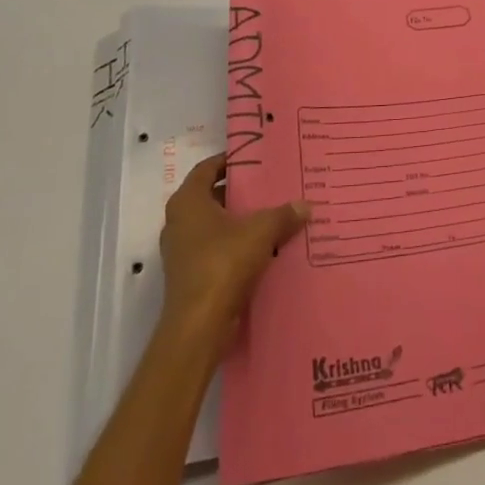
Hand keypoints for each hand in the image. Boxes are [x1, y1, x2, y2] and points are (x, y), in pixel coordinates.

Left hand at [160, 154, 308, 347]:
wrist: (199, 326)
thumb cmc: (223, 264)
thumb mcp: (261, 231)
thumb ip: (284, 214)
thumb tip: (305, 205)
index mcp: (188, 202)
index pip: (207, 168)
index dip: (230, 160)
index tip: (256, 158)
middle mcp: (179, 222)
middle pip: (213, 196)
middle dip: (241, 192)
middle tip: (271, 184)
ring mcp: (183, 252)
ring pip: (216, 226)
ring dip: (240, 221)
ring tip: (274, 214)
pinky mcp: (191, 276)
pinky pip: (217, 250)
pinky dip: (237, 246)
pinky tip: (266, 247)